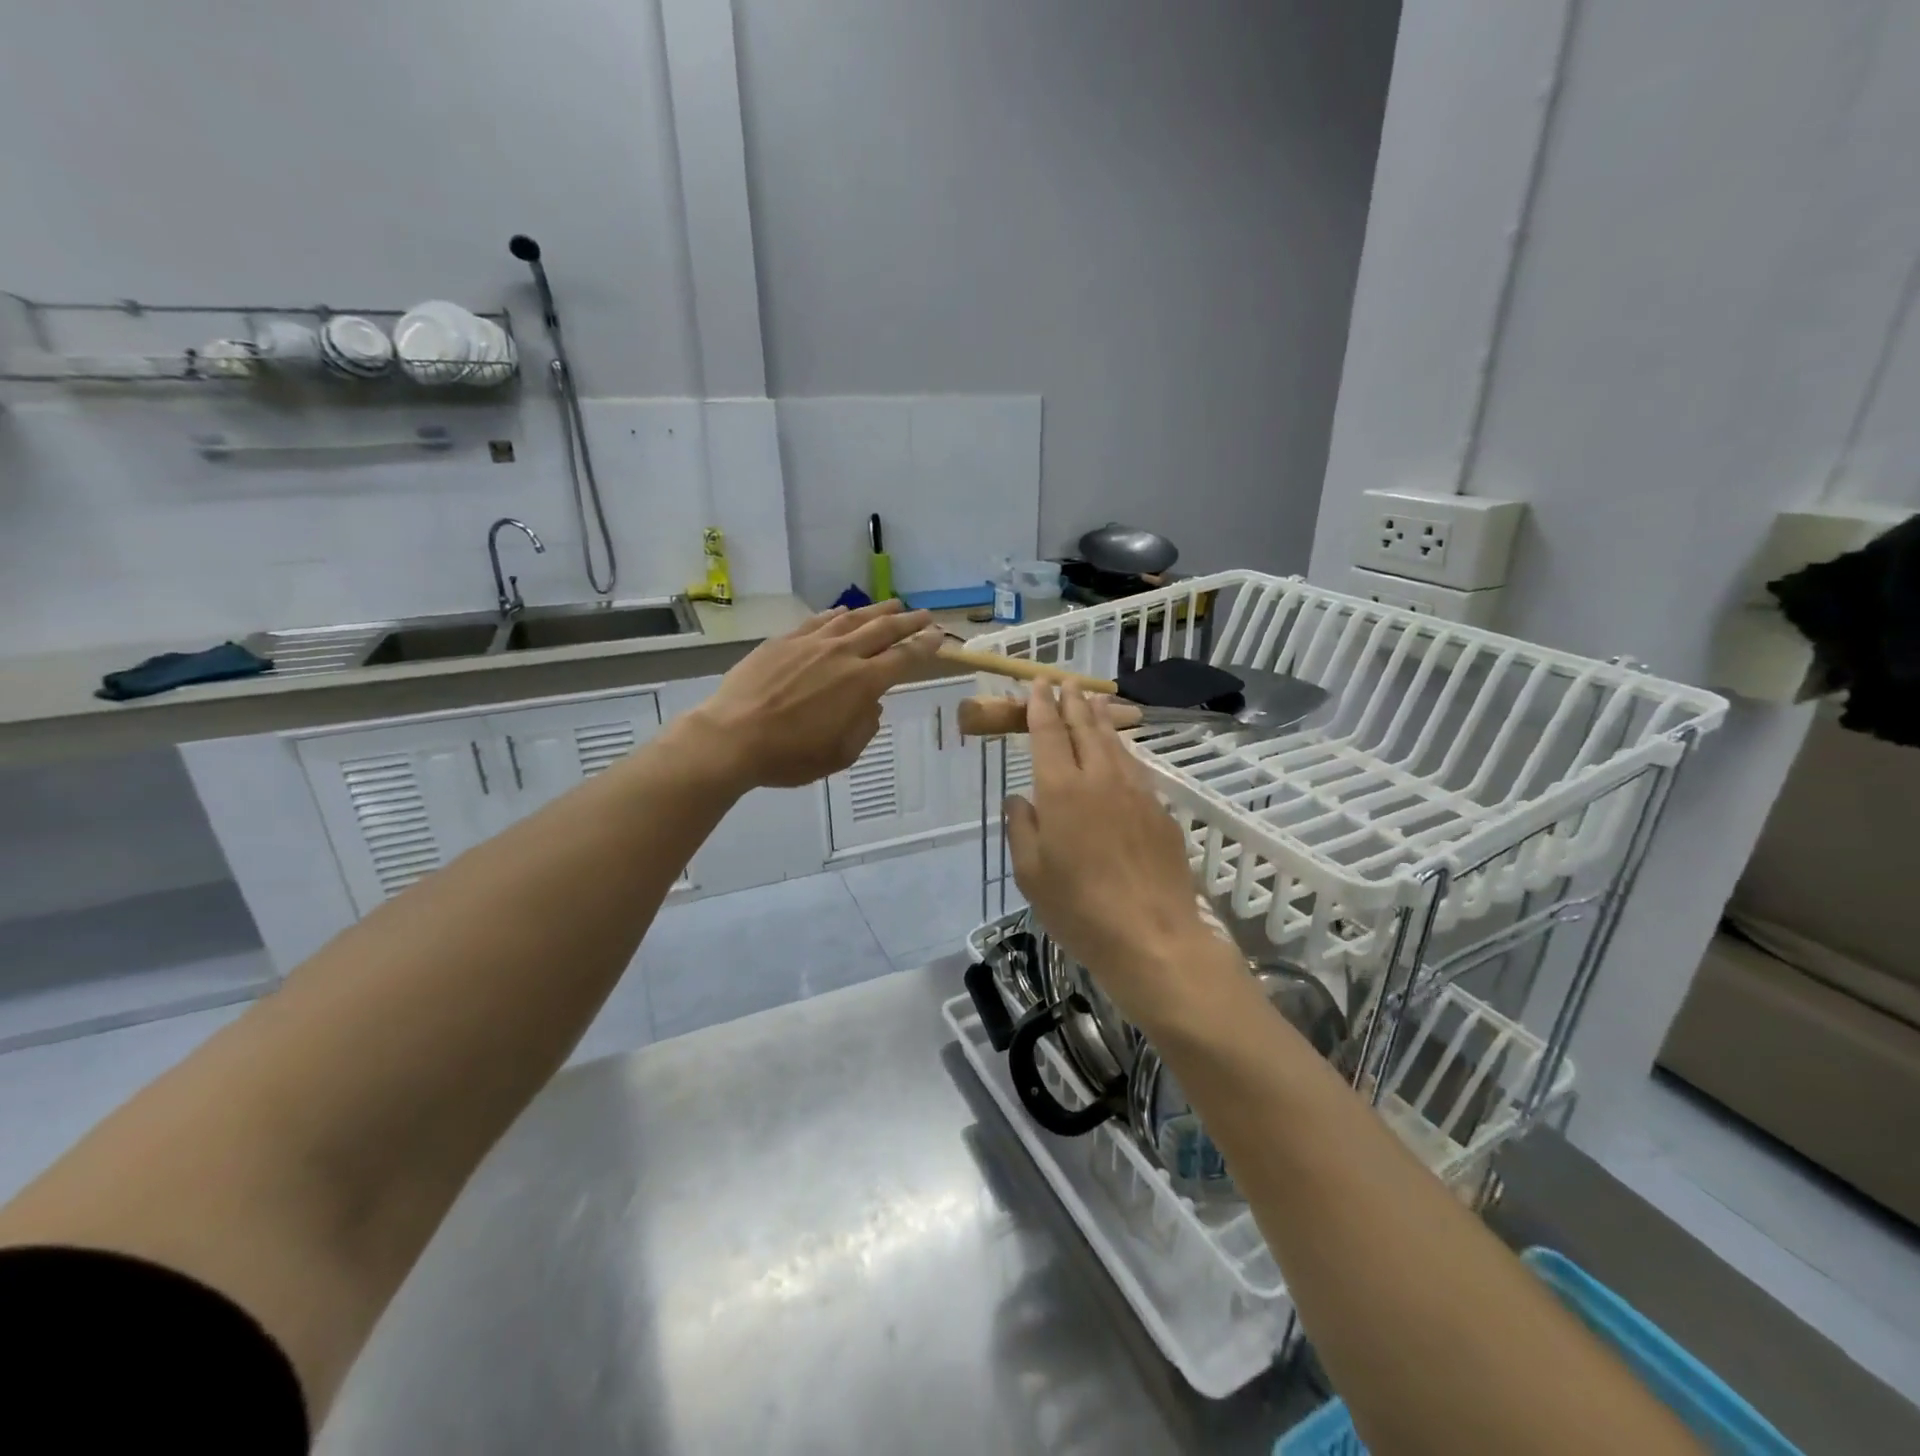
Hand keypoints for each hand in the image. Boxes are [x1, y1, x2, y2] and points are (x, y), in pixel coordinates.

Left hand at [687, 601, 942, 789]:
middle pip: (883, 630)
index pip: (903, 658)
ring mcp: (811, 643)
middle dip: (908, 621)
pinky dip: (836, 615)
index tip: (938, 636)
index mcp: (862, 684)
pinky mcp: (783, 641)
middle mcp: (842, 655)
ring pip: (852, 619)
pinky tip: (843, 612)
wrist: (732, 737)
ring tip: (893, 604)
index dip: (925, 646)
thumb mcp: (840, 755)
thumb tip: (872, 705)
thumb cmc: (789, 755)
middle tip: (924, 614)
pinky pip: (818, 621)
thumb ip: (864, 726)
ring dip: (877, 611)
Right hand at [1005, 684, 1222, 1026]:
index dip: (1040, 706)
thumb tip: (1020, 799)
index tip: (1037, 684)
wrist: (1153, 936)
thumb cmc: (1079, 909)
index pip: (1048, 734)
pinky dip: (1123, 749)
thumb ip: (1022, 829)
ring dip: (1100, 718)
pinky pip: (1136, 767)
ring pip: (1115, 742)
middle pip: (1085, 728)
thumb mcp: (1031, 875)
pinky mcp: (1160, 811)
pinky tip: (1121, 751)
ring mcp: (1136, 792)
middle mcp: (1100, 779)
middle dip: (1072, 701)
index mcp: (1061, 791)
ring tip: (1093, 700)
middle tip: (1066, 681)